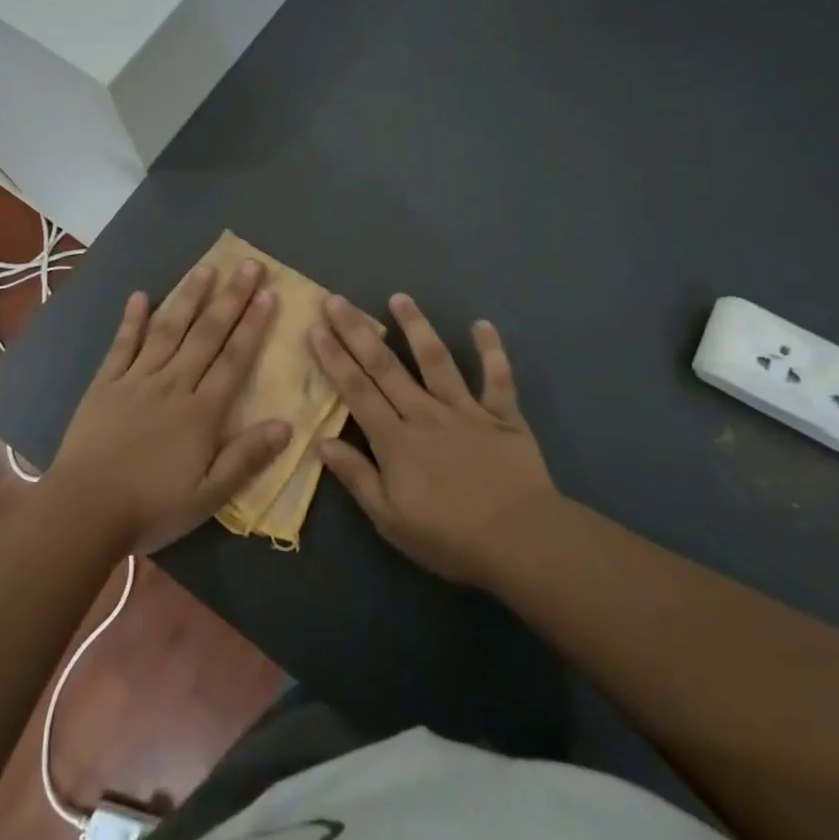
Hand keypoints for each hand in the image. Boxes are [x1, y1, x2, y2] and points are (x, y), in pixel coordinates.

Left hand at [46, 261, 291, 555]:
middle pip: (207, 334)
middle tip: (249, 265)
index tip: (268, 294)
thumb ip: (247, 457)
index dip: (253, 325)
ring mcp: (136, 379)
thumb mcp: (208, 495)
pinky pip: (122, 344)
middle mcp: (173, 384)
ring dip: (189, 297)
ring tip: (206, 268)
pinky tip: (140, 295)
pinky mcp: (105, 383)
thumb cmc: (151, 506)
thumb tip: (287, 424)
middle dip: (231, 298)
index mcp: (201, 411)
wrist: (84, 510)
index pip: (234, 359)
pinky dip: (132, 319)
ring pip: (168, 329)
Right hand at [311, 294, 558, 591]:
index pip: (357, 391)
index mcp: (396, 440)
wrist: (522, 541)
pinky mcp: (503, 415)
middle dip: (358, 331)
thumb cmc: (450, 538)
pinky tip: (483, 324)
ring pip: (436, 360)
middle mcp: (426, 413)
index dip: (334, 359)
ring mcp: (466, 410)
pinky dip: (492, 351)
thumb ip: (357, 478)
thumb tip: (322, 442)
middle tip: (338, 301)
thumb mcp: (390, 520)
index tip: (316, 328)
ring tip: (400, 298)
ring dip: (417, 326)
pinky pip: (497, 378)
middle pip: (386, 366)